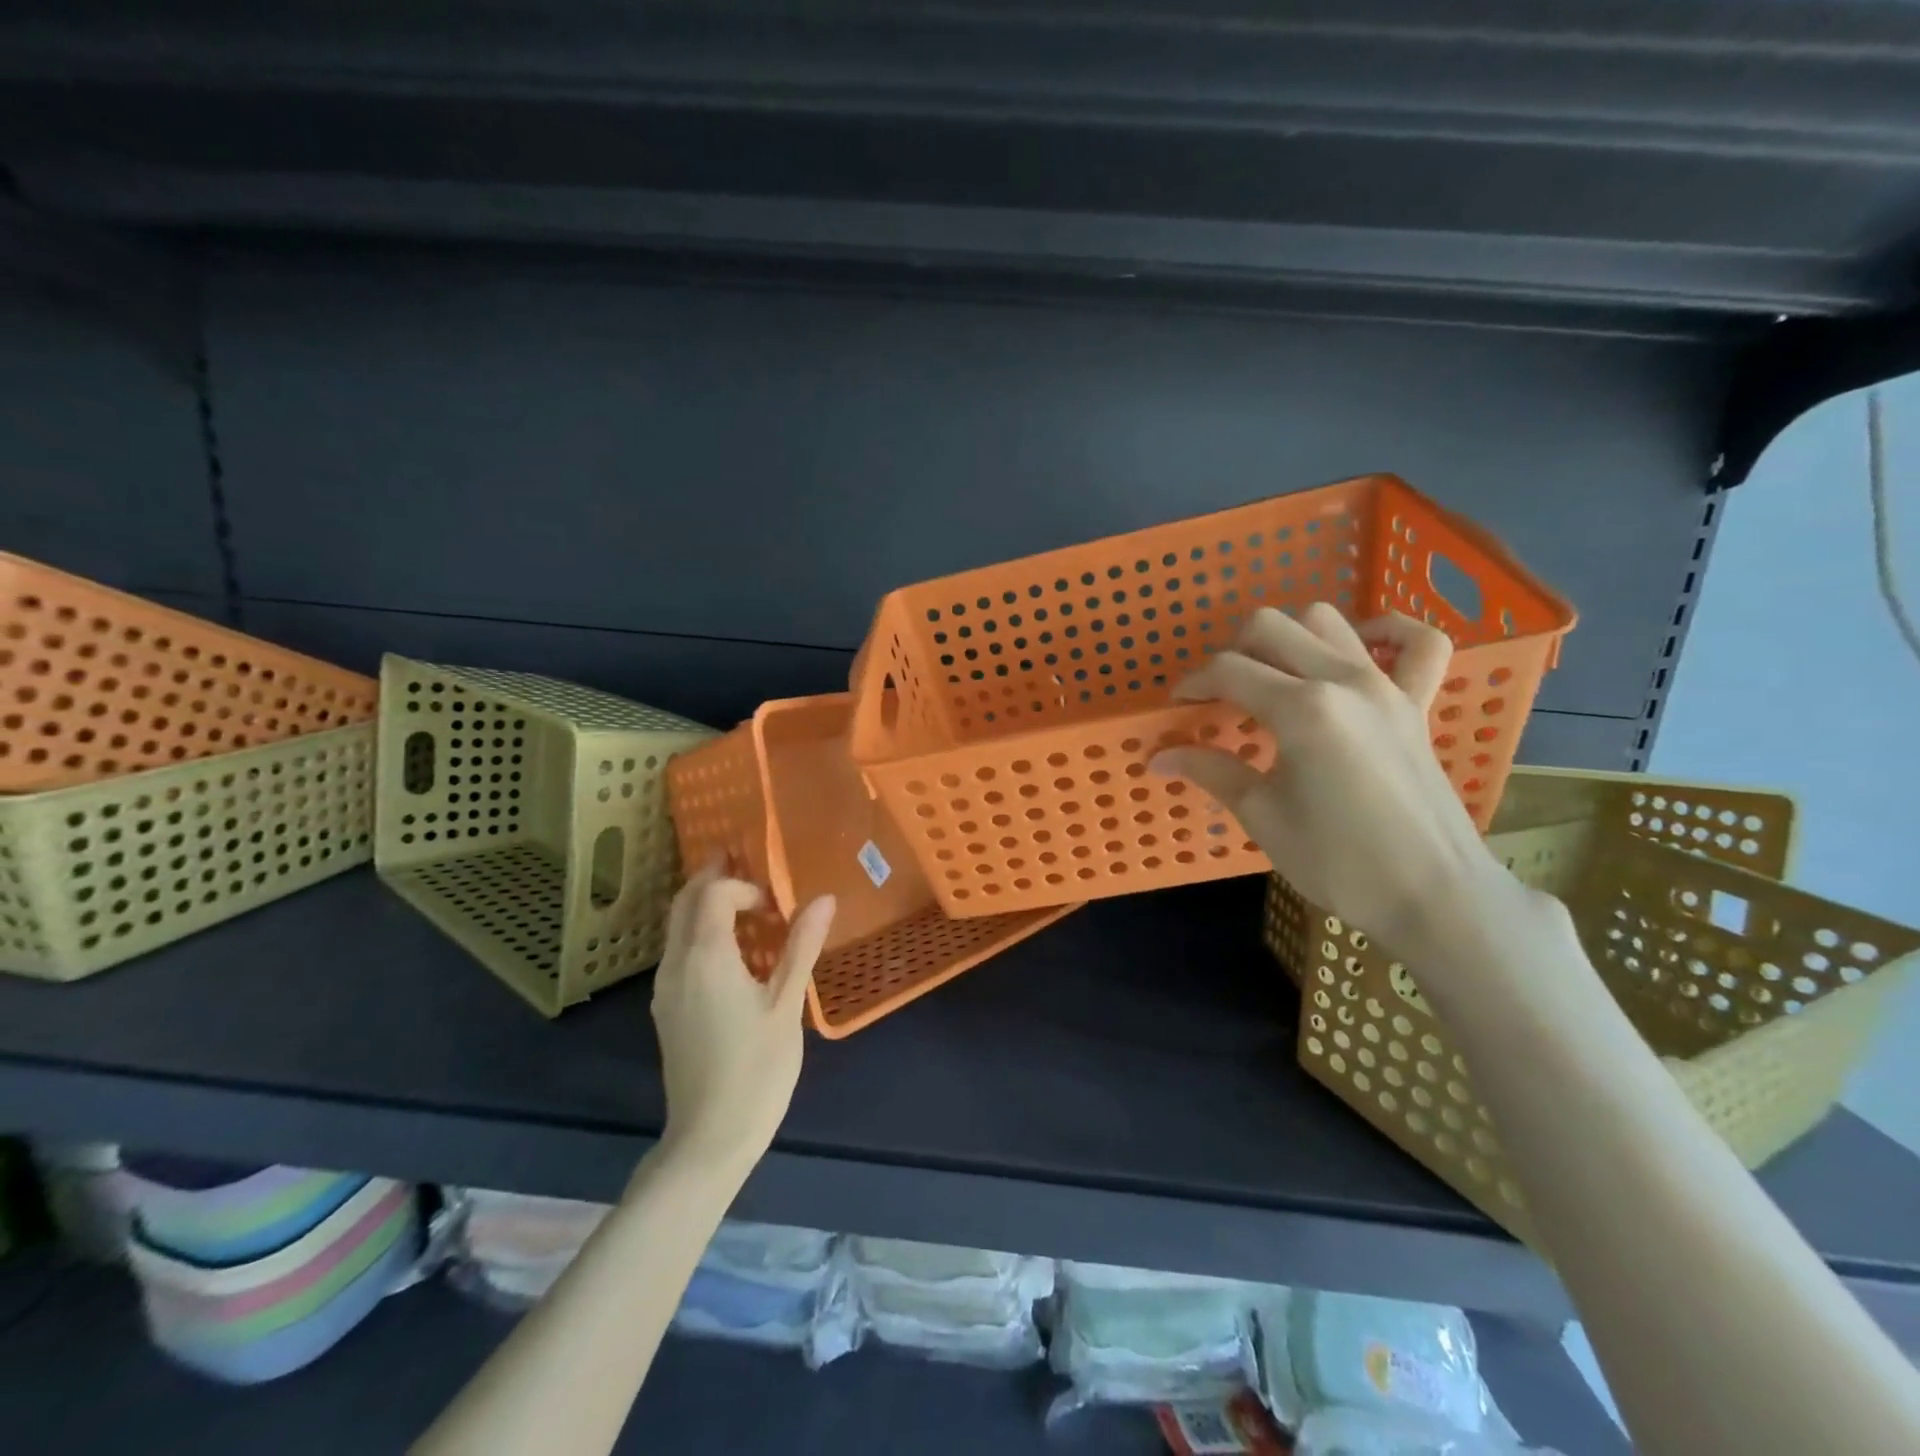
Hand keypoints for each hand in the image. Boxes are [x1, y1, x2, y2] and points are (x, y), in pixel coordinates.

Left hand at [650, 862, 835, 1173]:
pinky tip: (731, 951)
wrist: (709, 1138)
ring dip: (704, 905)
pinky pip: (678, 952)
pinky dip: (699, 932)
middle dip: (711, 878)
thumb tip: (824, 899)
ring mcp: (665, 989)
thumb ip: (802, 946)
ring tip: (742, 903)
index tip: (774, 904)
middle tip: (743, 863)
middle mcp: (676, 964)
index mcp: (706, 957)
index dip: (742, 885)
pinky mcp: (666, 1009)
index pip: (712, 893)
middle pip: (684, 903)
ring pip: (677, 928)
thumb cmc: (756, 1068)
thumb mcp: (787, 1004)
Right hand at [1152, 605, 1511, 951]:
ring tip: (1272, 675)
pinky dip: (1385, 633)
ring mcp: (1386, 686)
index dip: (1193, 684)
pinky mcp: (1417, 702)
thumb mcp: (1263, 816)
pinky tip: (1357, 651)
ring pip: (1327, 620)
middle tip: (1220, 694)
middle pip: (1271, 627)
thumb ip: (1212, 771)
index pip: (1229, 671)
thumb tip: (1158, 756)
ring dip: (1289, 636)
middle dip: (1232, 651)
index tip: (1177, 706)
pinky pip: (1418, 642)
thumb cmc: (1338, 861)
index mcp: (1301, 709)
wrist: (1432, 896)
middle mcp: (1343, 680)